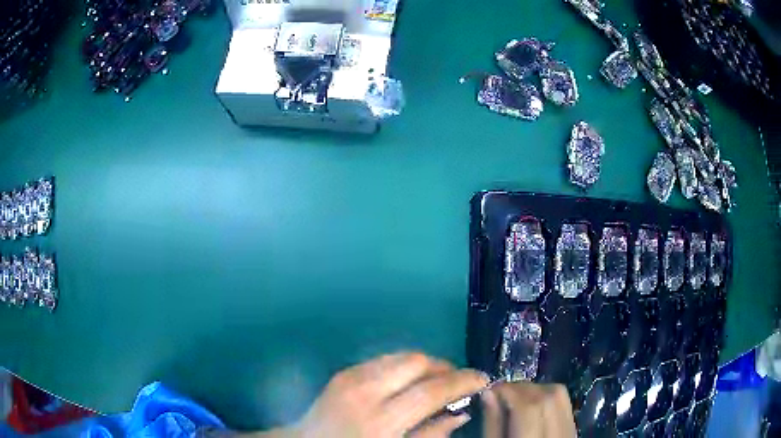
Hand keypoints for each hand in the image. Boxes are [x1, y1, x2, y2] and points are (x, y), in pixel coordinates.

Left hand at [291, 352, 488, 437]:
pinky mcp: (344, 371)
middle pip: (417, 362)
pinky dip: (404, 366)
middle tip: (458, 381)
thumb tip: (462, 412)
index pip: (430, 391)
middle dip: (445, 367)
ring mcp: (351, 376)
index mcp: (380, 420)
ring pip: (401, 356)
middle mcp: (365, 391)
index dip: (462, 381)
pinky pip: (384, 359)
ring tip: (435, 381)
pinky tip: (408, 382)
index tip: (483, 378)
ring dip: (425, 365)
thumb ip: (431, 434)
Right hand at [481, 382, 575, 437]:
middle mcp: (557, 436)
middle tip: (501, 391)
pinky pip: (564, 403)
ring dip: (535, 389)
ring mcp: (569, 433)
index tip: (491, 388)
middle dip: (522, 388)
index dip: (510, 391)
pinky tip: (532, 403)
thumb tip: (489, 392)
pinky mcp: (573, 430)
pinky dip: (547, 396)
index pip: (529, 408)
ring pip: (560, 395)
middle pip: (547, 397)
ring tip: (515, 396)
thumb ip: (492, 424)